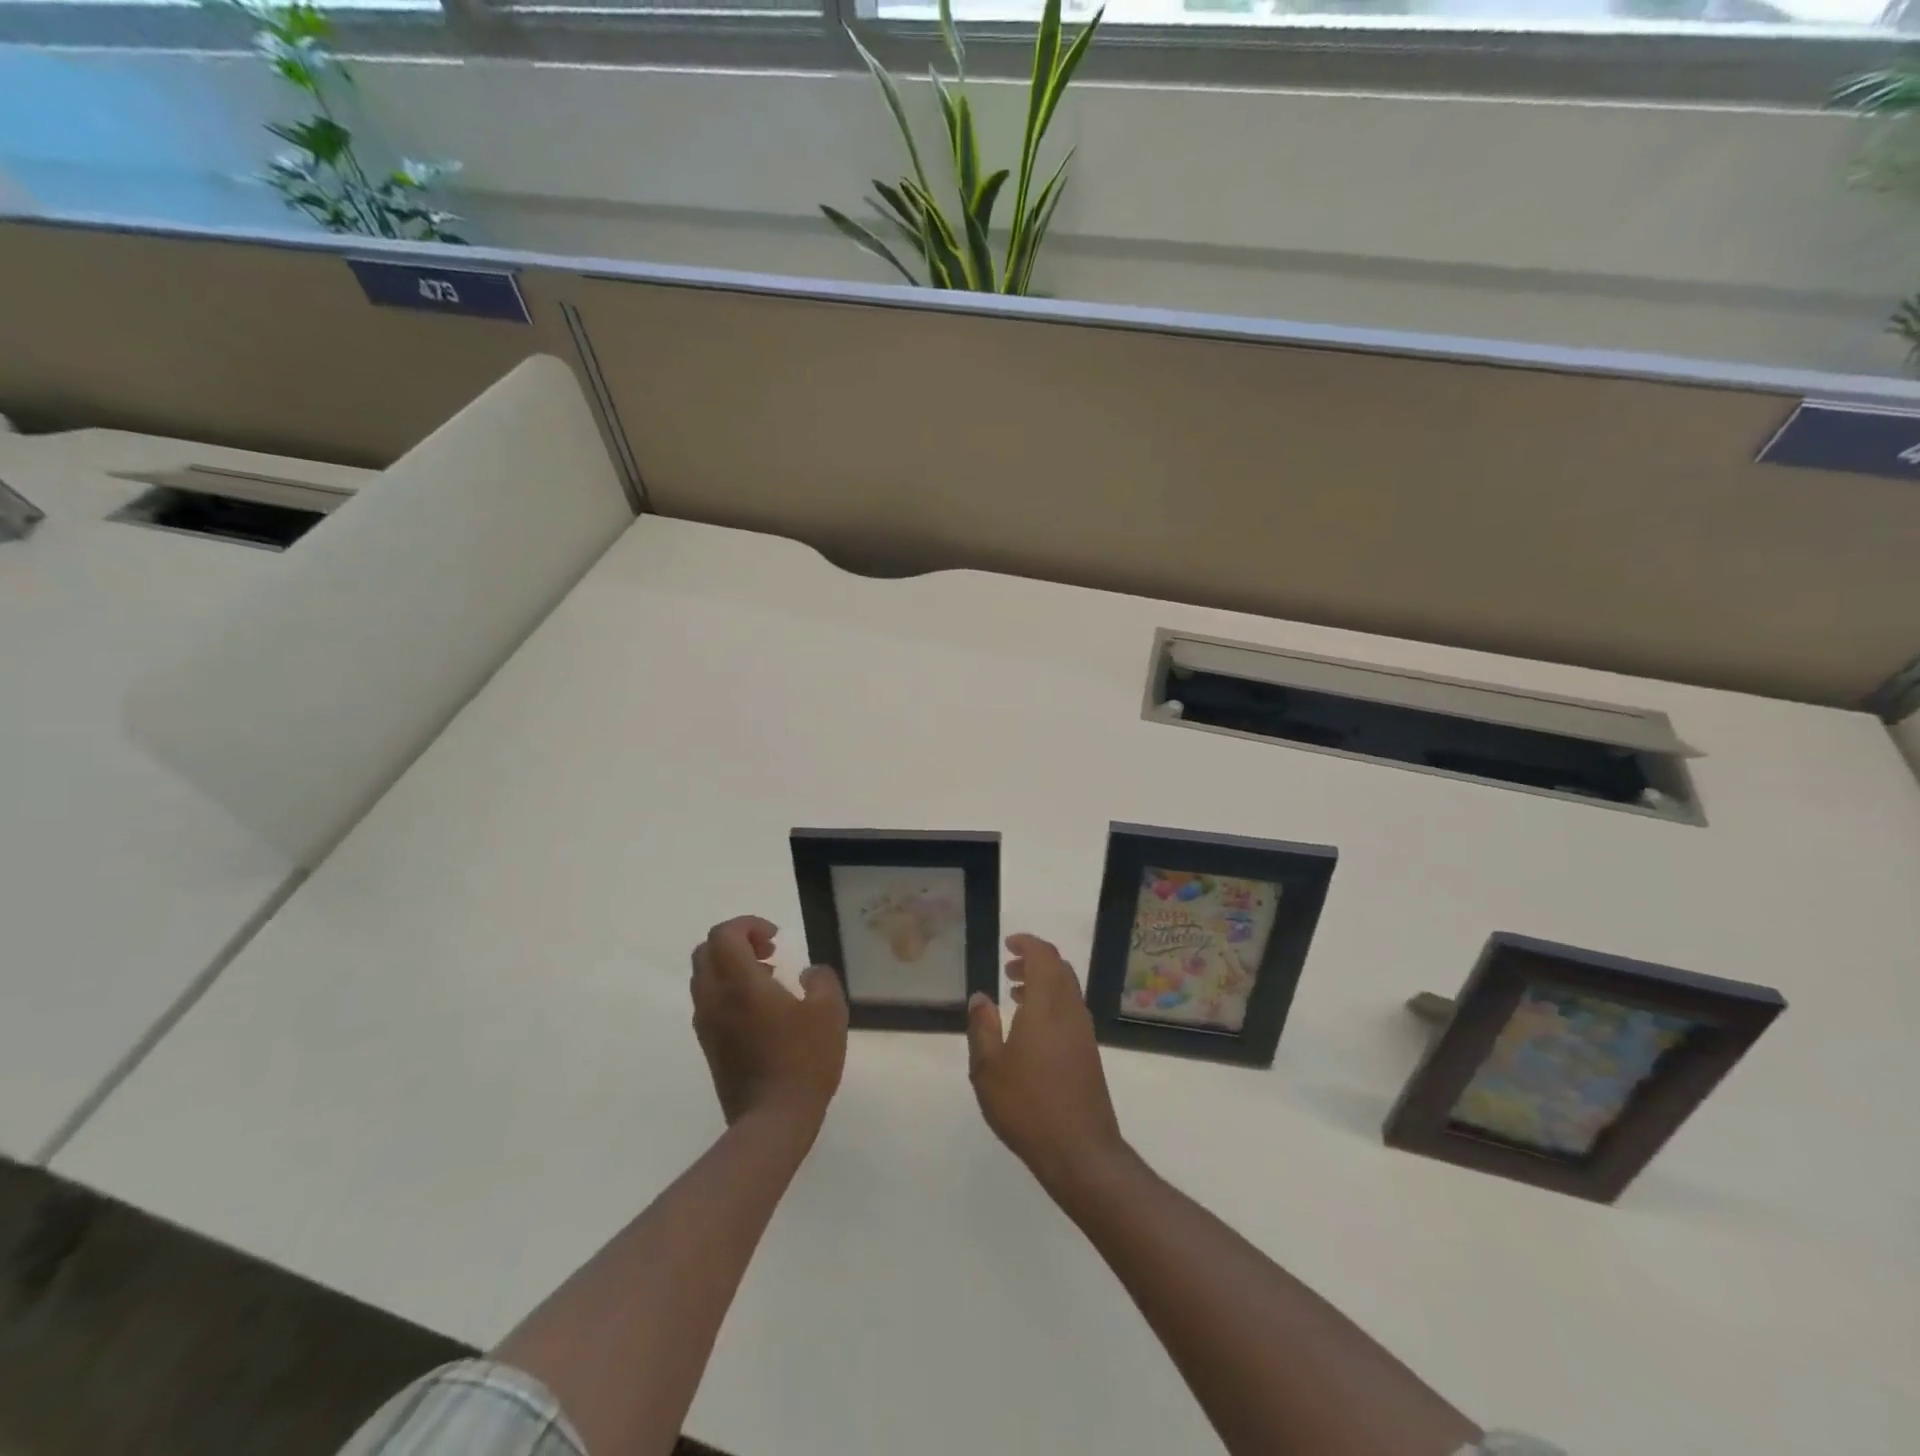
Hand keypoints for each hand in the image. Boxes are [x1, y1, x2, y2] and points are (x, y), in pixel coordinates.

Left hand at [691, 916, 846, 1131]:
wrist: (772, 1121)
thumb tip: (808, 973)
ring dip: (731, 966)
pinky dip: (728, 990)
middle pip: (706, 951)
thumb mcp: (829, 1011)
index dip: (748, 924)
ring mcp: (707, 1024)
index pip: (724, 934)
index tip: (777, 938)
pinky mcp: (709, 1045)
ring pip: (704, 977)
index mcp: (740, 983)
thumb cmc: (803, 1060)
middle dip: (736, 941)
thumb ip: (821, 979)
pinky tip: (761, 1009)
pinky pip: (709, 1001)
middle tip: (769, 952)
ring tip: (769, 979)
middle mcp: (715, 998)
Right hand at [967, 933, 1127, 1191]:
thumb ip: (982, 1027)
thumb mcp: (988, 1069)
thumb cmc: (1028, 1106)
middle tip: (1009, 969)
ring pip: (1068, 989)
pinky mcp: (1089, 1052)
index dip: (1027, 944)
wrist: (1081, 1151)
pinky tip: (1032, 1029)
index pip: (1044, 957)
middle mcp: (1070, 1011)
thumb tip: (981, 997)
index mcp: (1046, 1006)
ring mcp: (1084, 1032)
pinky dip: (1053, 1003)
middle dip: (1035, 961)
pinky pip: (1072, 1010)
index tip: (1008, 944)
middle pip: (1059, 969)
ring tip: (1016, 995)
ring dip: (1044, 982)